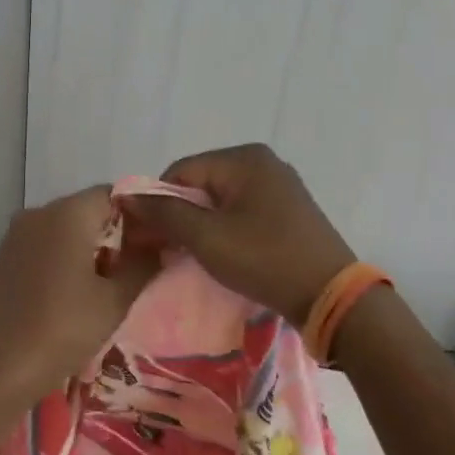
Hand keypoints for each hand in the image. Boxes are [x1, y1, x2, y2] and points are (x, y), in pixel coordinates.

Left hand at [0, 186, 158, 408]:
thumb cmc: (62, 330)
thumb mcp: (114, 301)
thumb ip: (143, 264)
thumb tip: (160, 244)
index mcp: (67, 213)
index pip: (114, 194)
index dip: (140, 216)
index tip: (156, 246)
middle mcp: (38, 212)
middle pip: (88, 209)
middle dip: (116, 233)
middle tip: (140, 268)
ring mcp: (16, 234)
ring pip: (66, 228)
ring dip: (91, 248)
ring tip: (111, 285)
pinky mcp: (5, 257)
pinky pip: (45, 245)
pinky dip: (65, 258)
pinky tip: (76, 292)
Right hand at [125, 144, 353, 324]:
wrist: (329, 296)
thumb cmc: (264, 259)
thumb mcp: (206, 237)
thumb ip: (164, 213)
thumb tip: (126, 196)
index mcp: (244, 158)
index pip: (180, 171)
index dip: (158, 202)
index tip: (147, 237)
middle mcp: (263, 163)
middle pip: (200, 183)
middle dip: (178, 215)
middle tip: (165, 250)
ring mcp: (279, 186)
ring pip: (220, 200)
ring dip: (199, 225)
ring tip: (190, 256)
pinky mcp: (288, 211)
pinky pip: (241, 212)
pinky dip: (224, 229)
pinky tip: (220, 254)